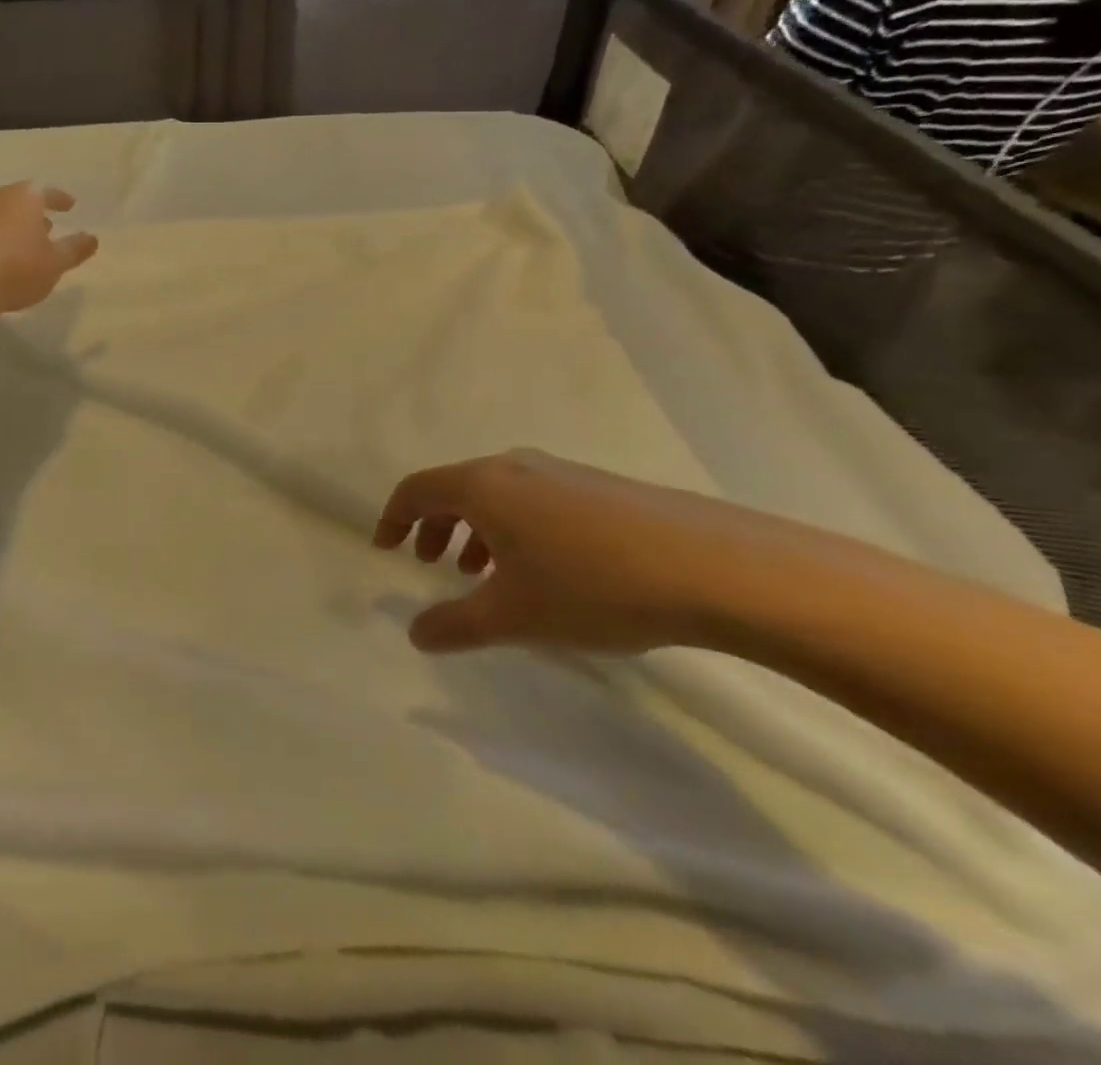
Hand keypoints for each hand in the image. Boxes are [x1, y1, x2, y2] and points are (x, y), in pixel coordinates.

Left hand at [0, 183, 98, 313]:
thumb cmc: (17, 267)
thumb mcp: (55, 262)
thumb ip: (75, 249)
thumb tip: (92, 238)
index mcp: (24, 197)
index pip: (47, 192)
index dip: (60, 199)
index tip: (70, 205)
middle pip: (20, 201)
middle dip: (35, 214)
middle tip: (48, 228)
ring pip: (0, 215)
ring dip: (14, 227)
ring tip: (26, 245)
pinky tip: (1, 258)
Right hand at [375, 450, 825, 654]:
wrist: (713, 566)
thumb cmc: (592, 586)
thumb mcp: (514, 615)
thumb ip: (455, 625)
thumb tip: (416, 633)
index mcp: (484, 485)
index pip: (417, 489)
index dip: (393, 518)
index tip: (386, 548)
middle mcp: (516, 467)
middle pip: (455, 487)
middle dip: (435, 525)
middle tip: (432, 564)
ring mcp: (562, 472)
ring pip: (497, 494)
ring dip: (476, 529)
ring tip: (485, 573)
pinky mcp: (599, 487)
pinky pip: (534, 499)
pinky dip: (514, 528)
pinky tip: (544, 570)